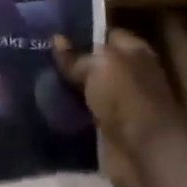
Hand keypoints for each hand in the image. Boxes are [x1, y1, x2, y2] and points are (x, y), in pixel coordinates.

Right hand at [54, 29, 186, 186]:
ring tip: (38, 80)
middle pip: (96, 63)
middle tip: (41, 56)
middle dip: (72, 62)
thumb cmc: (127, 98)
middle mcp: (130, 73)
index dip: (81, 32)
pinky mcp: (114, 130)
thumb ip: (76, 56)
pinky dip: (72, 113)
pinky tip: (49, 106)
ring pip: (89, 89)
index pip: (105, 34)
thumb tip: (56, 39)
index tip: (55, 33)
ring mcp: (122, 103)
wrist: (147, 154)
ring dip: (70, 89)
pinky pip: (87, 114)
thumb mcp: (97, 67)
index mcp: (134, 50)